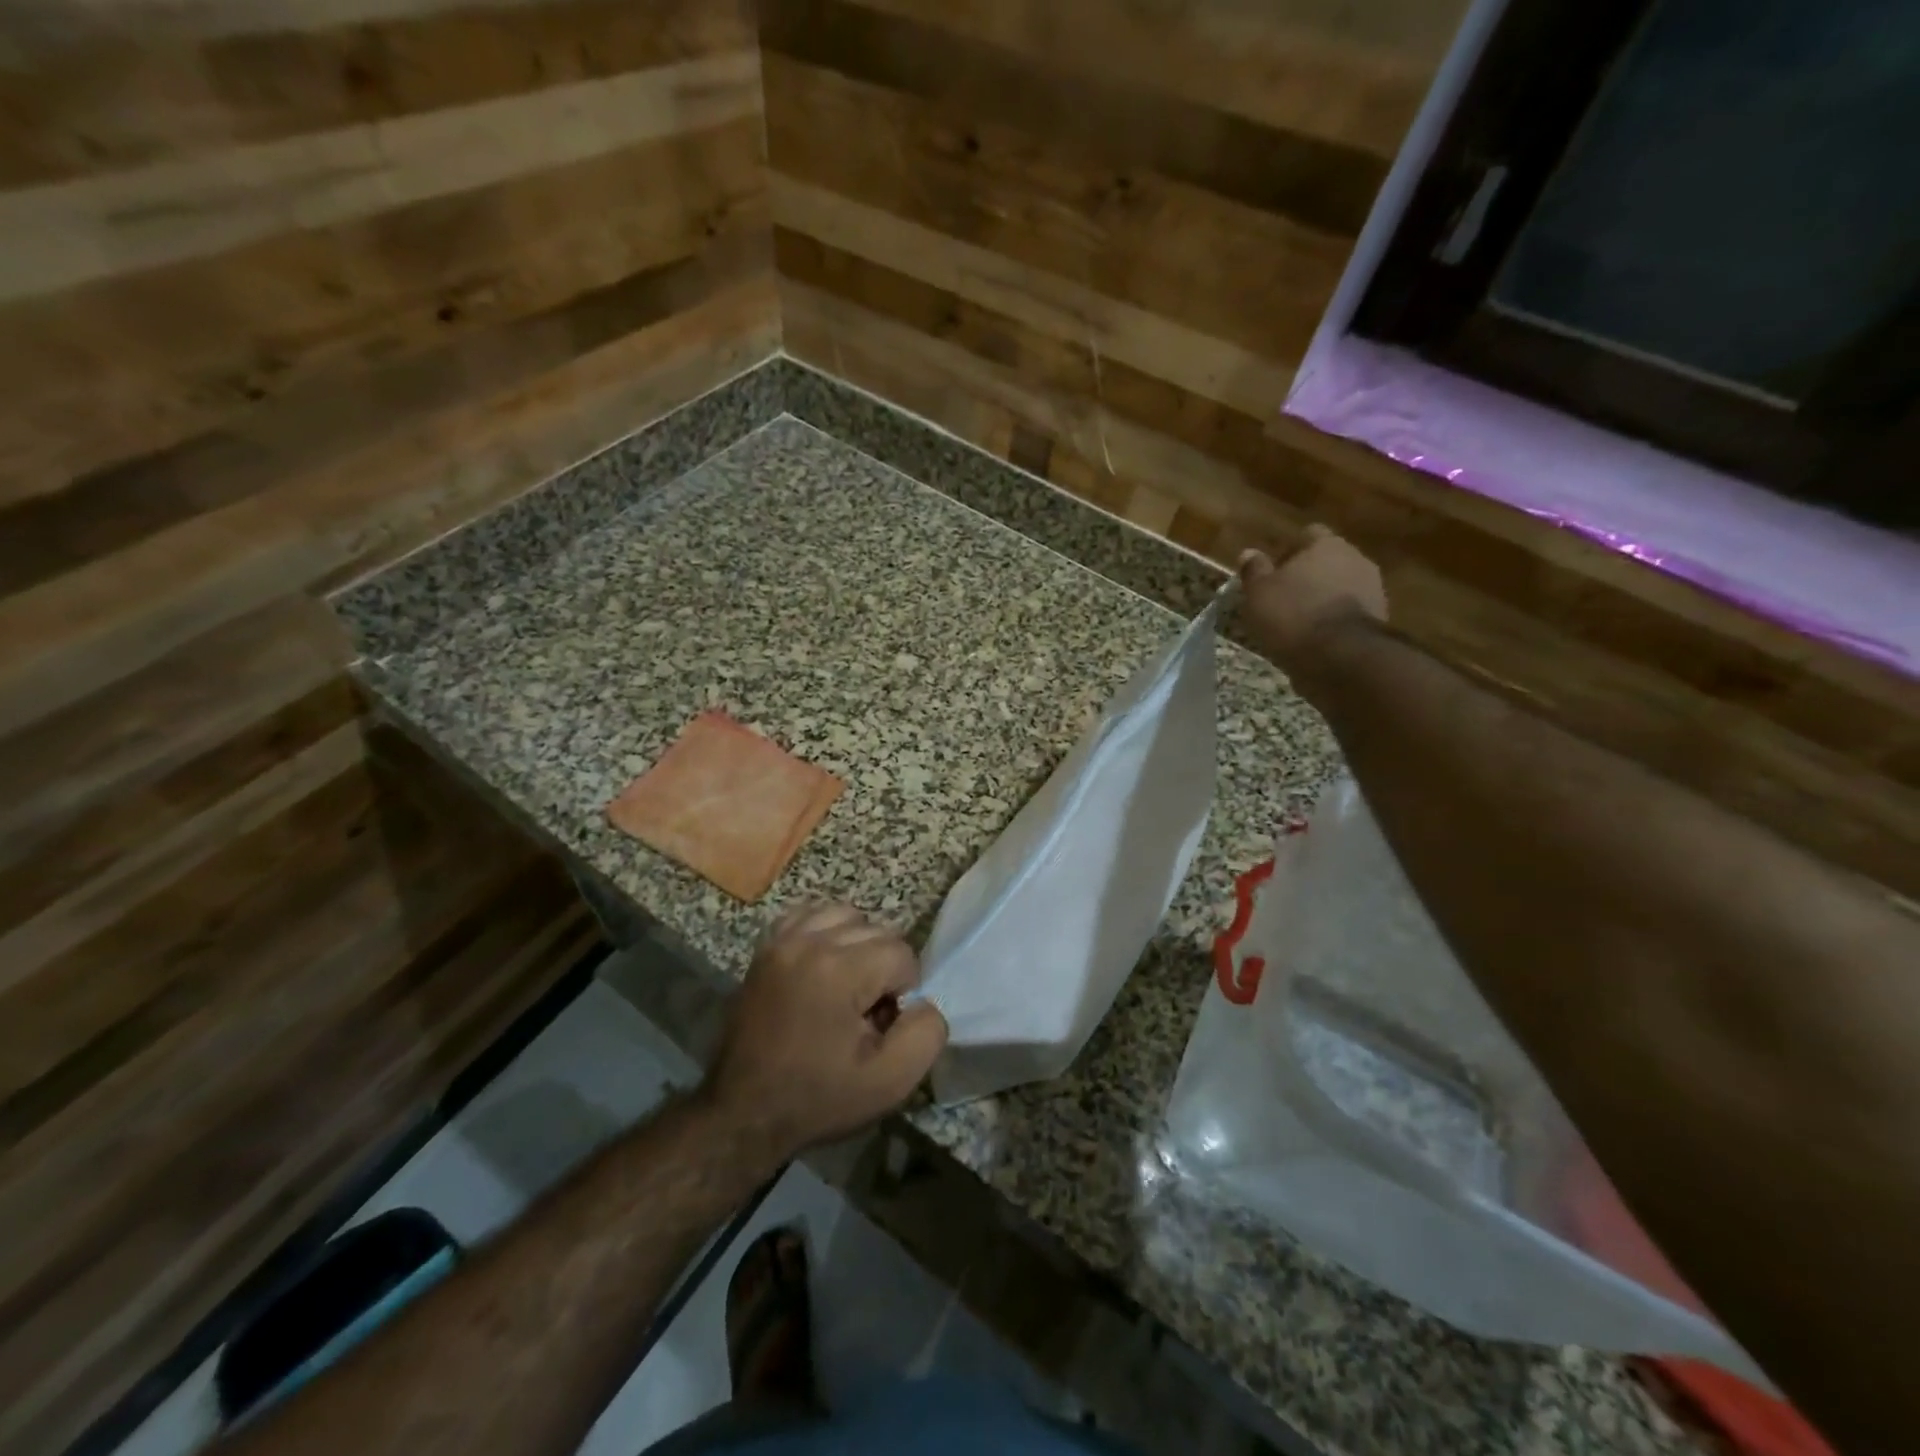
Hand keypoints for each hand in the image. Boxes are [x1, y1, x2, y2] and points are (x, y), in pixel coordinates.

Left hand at [703, 903, 947, 1162]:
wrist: (744, 1113)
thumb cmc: (818, 1099)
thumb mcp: (889, 1082)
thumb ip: (926, 1033)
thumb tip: (922, 1001)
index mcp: (840, 970)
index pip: (902, 954)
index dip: (902, 993)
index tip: (880, 1027)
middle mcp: (810, 942)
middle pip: (877, 930)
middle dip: (882, 968)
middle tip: (864, 1014)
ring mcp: (783, 940)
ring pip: (846, 916)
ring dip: (857, 945)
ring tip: (846, 986)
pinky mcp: (766, 947)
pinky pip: (810, 915)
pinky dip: (825, 933)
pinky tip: (823, 967)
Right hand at [1238, 526, 1386, 680]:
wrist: (1340, 656)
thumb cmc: (1292, 615)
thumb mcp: (1259, 593)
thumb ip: (1254, 570)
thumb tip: (1249, 553)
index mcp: (1326, 545)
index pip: (1308, 535)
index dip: (1289, 551)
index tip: (1273, 573)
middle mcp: (1355, 558)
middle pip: (1327, 561)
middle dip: (1308, 576)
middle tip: (1283, 598)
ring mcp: (1373, 588)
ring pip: (1341, 587)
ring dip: (1323, 599)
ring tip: (1299, 623)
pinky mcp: (1379, 618)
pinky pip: (1350, 612)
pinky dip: (1334, 620)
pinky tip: (1317, 638)